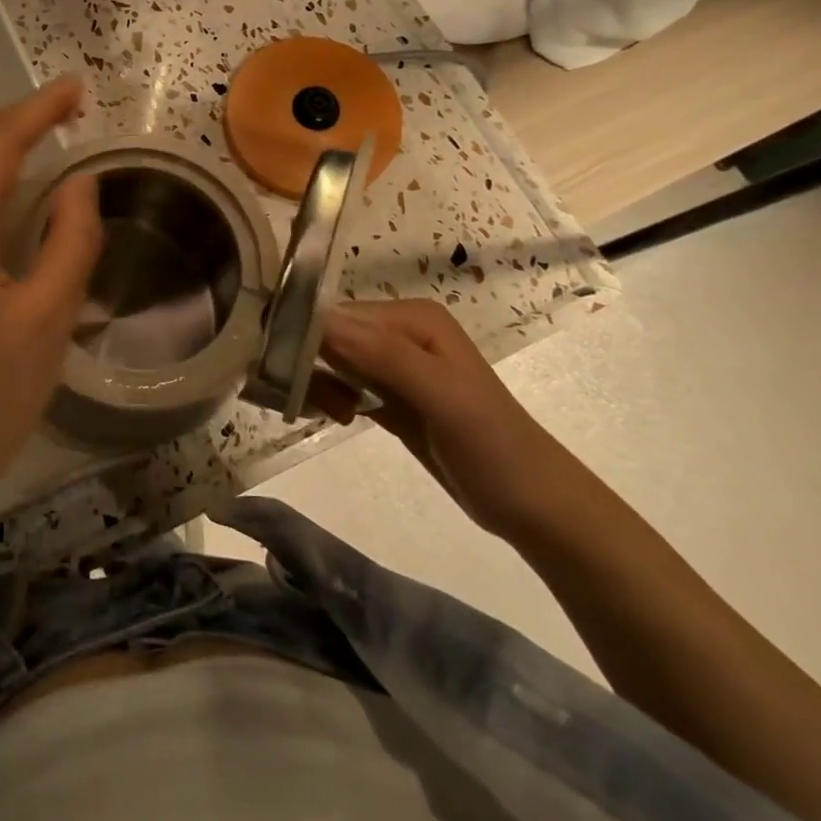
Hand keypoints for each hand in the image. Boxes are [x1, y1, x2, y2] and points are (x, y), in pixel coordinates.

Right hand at [312, 299, 592, 540]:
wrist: (534, 507)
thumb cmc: (494, 446)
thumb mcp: (443, 396)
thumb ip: (383, 356)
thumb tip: (318, 322)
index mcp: (411, 317)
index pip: (337, 314)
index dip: (306, 338)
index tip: (286, 372)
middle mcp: (398, 332)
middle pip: (328, 335)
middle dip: (309, 364)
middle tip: (318, 403)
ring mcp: (393, 364)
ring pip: (330, 360)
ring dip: (318, 383)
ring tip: (336, 415)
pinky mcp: (388, 395)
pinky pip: (341, 383)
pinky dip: (329, 397)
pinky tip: (340, 417)